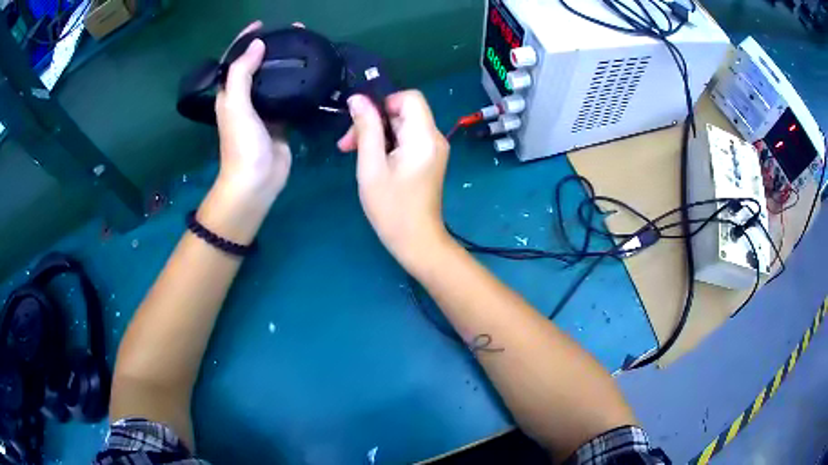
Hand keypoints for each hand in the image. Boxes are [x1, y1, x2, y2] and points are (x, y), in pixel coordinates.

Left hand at [214, 21, 291, 205]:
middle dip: (271, 47)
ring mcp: (264, 109)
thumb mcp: (236, 106)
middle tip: (293, 32)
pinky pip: (290, 96)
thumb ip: (242, 74)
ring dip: (287, 63)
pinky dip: (299, 83)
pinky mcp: (281, 120)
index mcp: (230, 93)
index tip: (262, 24)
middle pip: (257, 65)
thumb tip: (257, 44)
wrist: (257, 182)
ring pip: (275, 79)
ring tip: (305, 47)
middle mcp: (245, 98)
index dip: (245, 40)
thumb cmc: (241, 145)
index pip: (235, 60)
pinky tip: (312, 73)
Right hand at [338, 91, 450, 267]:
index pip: (410, 97)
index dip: (384, 102)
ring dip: (376, 134)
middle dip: (373, 122)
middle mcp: (434, 138)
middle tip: (347, 144)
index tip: (363, 122)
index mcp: (424, 136)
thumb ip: (366, 129)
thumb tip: (357, 98)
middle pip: (402, 112)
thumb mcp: (371, 166)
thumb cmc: (392, 208)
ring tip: (353, 153)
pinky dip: (387, 144)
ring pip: (402, 125)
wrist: (417, 241)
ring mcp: (433, 149)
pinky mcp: (428, 159)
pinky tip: (371, 161)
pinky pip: (407, 139)